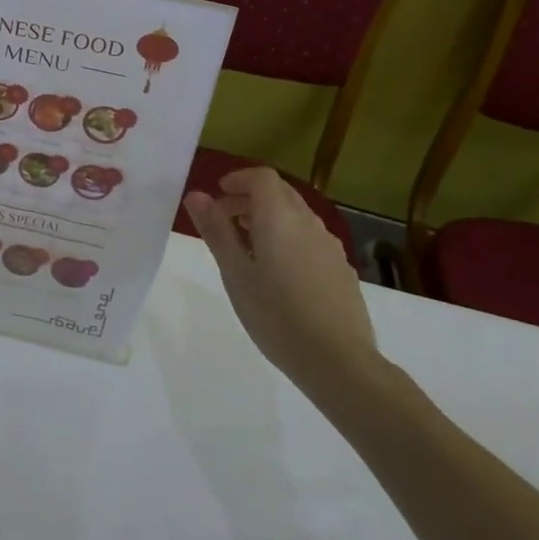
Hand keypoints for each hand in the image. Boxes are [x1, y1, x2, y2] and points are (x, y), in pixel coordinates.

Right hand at [184, 167, 380, 401]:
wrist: (339, 362)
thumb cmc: (276, 315)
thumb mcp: (235, 273)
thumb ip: (216, 230)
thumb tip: (196, 195)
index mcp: (279, 217)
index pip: (261, 177)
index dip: (239, 179)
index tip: (218, 195)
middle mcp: (308, 223)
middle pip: (280, 193)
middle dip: (251, 198)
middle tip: (225, 219)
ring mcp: (329, 246)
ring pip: (296, 216)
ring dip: (270, 218)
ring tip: (248, 247)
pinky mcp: (341, 269)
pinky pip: (310, 238)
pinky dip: (289, 238)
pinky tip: (279, 273)